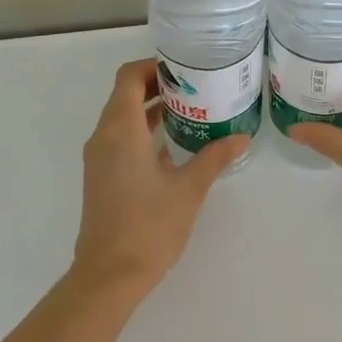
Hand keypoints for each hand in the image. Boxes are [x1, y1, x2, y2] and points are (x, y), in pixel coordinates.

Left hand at [70, 59, 248, 297]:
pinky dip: (143, 131)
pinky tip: (174, 144)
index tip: (185, 69)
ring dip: (151, 108)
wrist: (109, 275)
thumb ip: (214, 157)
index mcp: (120, 129)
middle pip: (125, 93)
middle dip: (158, 85)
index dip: (154, 66)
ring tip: (191, 109)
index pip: (129, 77)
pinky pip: (120, 138)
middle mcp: (104, 136)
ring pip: (122, 117)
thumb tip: (242, 137)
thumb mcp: (189, 189)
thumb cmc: (149, 226)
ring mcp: (99, 157)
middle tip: (196, 86)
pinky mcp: (101, 176)